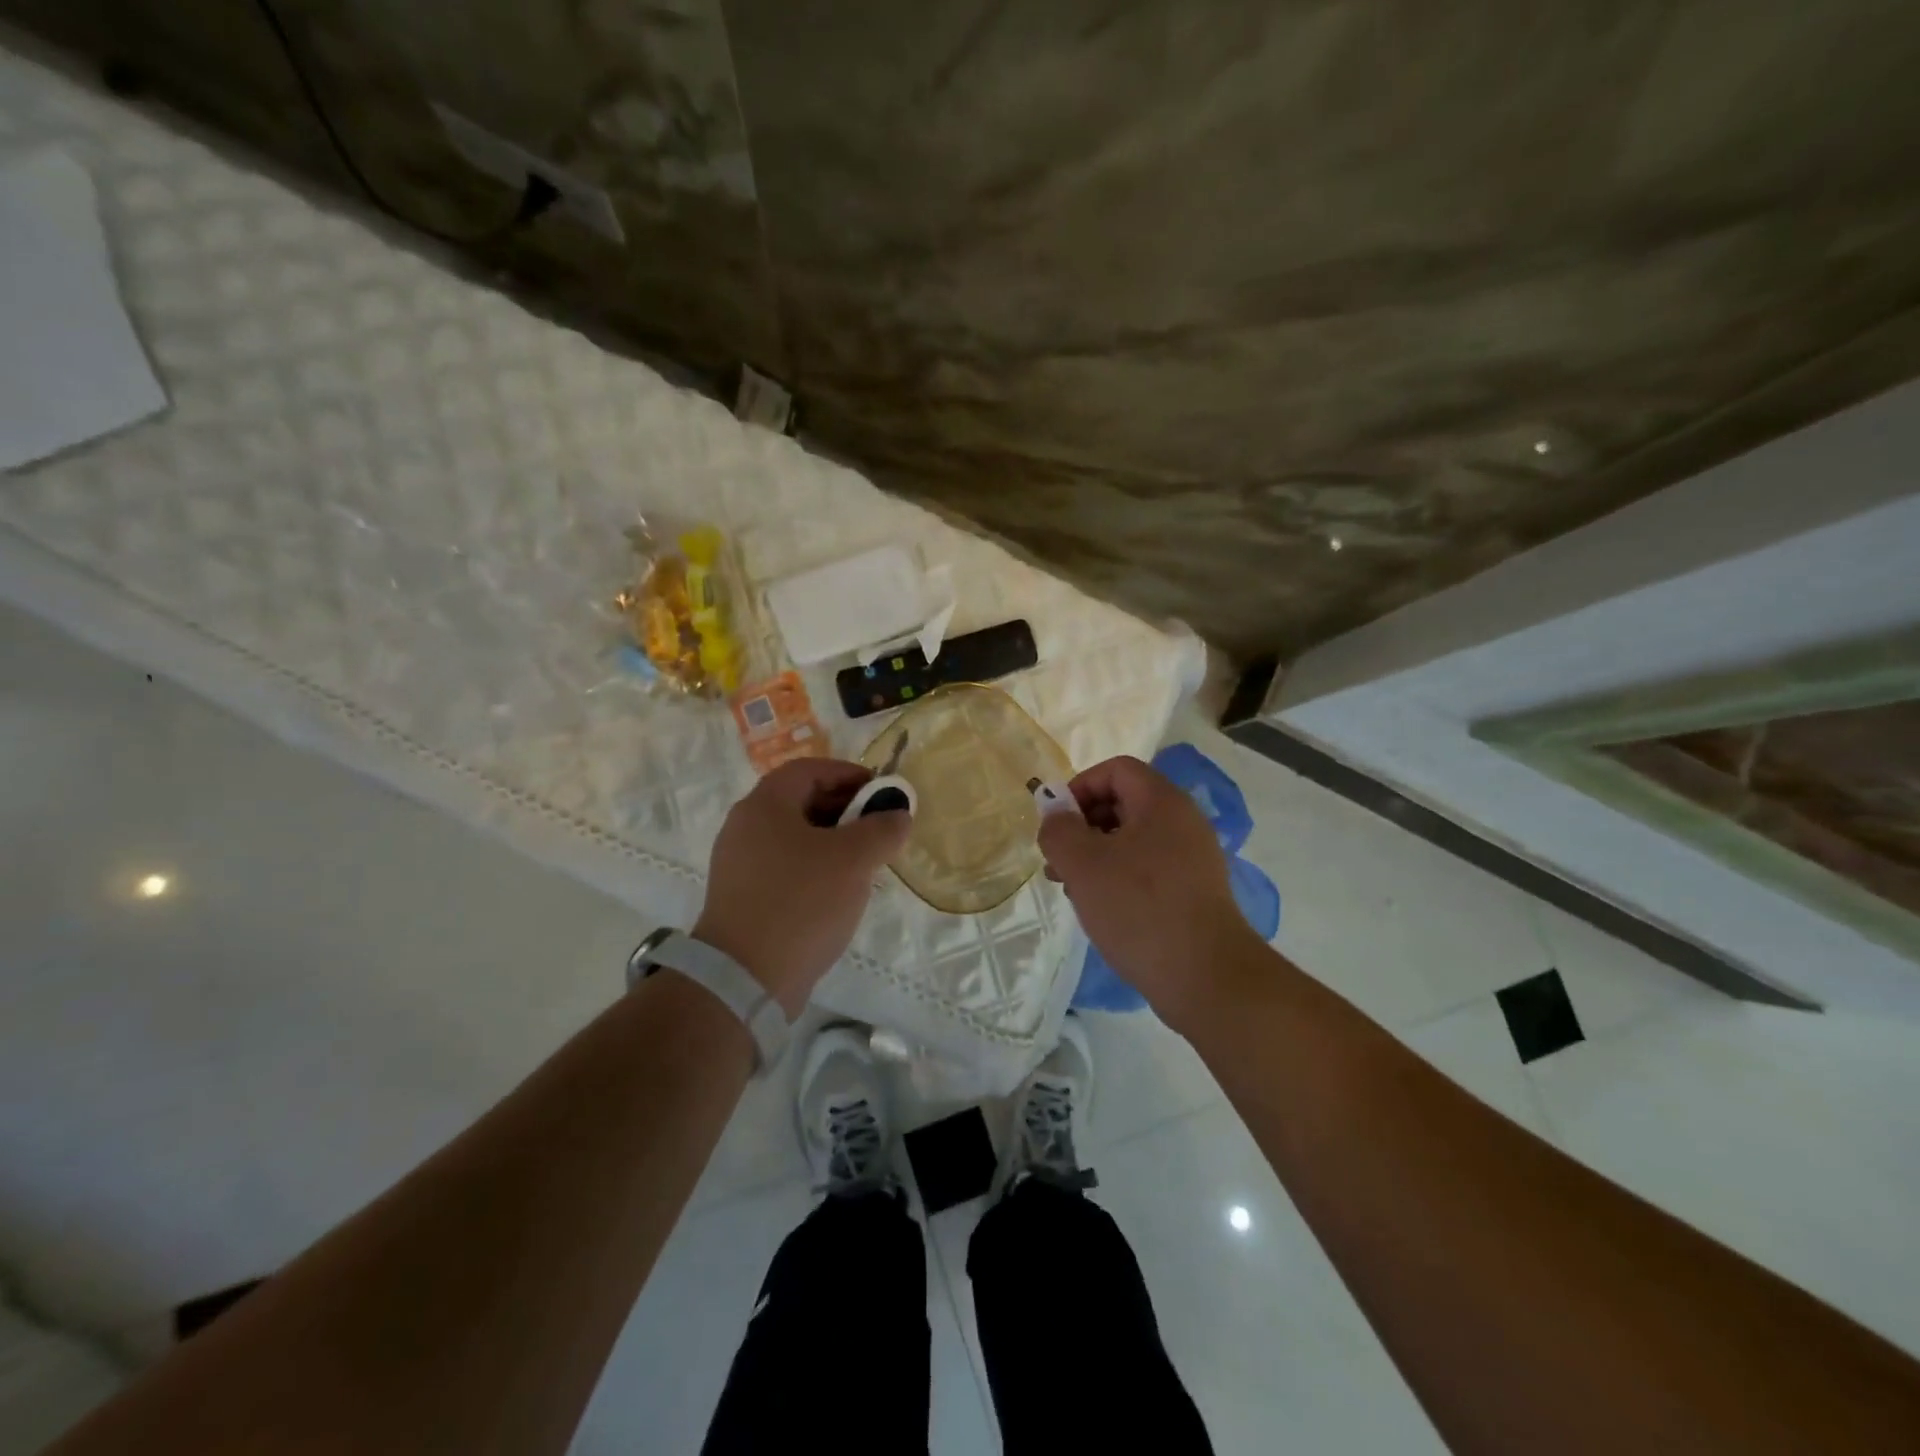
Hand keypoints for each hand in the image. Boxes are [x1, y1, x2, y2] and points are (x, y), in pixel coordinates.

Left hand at [693, 758, 909, 1017]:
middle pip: (802, 801)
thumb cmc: (801, 902)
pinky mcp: (743, 897)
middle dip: (846, 810)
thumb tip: (898, 814)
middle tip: (880, 828)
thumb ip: (882, 828)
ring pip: (796, 838)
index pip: (810, 770)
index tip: (882, 793)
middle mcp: (745, 827)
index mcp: (765, 805)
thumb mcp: (853, 859)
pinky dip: (816, 868)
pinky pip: (786, 868)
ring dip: (834, 842)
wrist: (745, 978)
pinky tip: (840, 893)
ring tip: (867, 862)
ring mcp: (740, 864)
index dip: (849, 774)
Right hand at [1039, 754, 1261, 1029]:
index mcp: (1162, 802)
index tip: (1057, 823)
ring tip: (1071, 888)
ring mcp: (1192, 858)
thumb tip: (1055, 815)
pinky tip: (1101, 909)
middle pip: (1123, 803)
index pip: (1116, 770)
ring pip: (1132, 839)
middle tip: (1057, 860)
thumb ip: (1059, 830)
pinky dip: (1119, 878)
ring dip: (1096, 855)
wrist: (1205, 977)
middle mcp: (1183, 821)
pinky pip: (1148, 869)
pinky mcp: (1194, 891)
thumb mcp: (1083, 864)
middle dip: (1083, 825)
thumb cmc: (1140, 908)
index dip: (1080, 787)